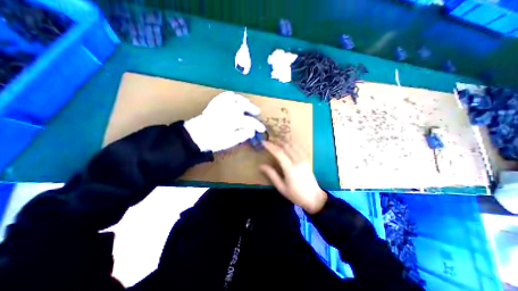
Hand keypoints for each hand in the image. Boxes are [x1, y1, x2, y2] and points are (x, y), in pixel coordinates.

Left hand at [185, 92, 266, 151]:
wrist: (196, 136)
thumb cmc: (213, 140)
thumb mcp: (229, 142)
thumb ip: (242, 135)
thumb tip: (252, 130)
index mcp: (231, 121)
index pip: (249, 121)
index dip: (257, 125)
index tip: (262, 129)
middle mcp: (227, 110)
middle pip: (244, 105)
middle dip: (252, 108)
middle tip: (257, 113)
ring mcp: (220, 105)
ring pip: (235, 98)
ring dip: (244, 100)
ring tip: (248, 104)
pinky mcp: (215, 103)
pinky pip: (224, 96)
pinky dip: (232, 96)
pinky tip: (235, 99)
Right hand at [261, 140, 324, 213]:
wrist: (314, 198)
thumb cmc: (295, 195)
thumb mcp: (281, 187)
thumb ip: (271, 175)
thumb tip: (261, 166)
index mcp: (290, 169)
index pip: (278, 152)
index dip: (270, 146)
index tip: (263, 142)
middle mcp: (297, 161)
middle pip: (286, 146)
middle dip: (276, 141)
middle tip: (269, 140)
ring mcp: (304, 159)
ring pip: (293, 145)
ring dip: (284, 141)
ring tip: (276, 140)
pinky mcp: (307, 160)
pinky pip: (299, 148)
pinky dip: (292, 144)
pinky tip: (288, 144)